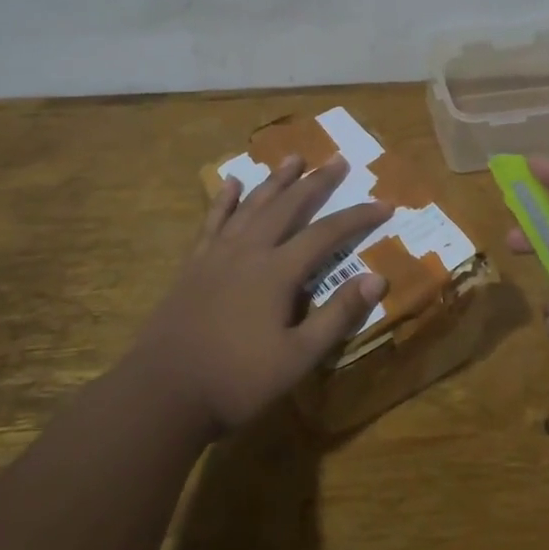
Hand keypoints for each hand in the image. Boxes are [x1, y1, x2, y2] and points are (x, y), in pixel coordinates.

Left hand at [132, 154, 390, 436]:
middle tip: (338, 161)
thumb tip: (377, 278)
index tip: (385, 204)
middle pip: (288, 206)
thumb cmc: (237, 380)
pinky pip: (213, 221)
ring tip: (294, 157)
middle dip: (316, 182)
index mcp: (277, 272)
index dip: (358, 217)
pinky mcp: (193, 265)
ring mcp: (217, 255)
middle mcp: (249, 251)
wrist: (163, 392)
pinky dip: (224, 199)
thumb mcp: (298, 357)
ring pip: (252, 205)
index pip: (327, 233)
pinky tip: (232, 182)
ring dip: (276, 180)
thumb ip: (337, 315)